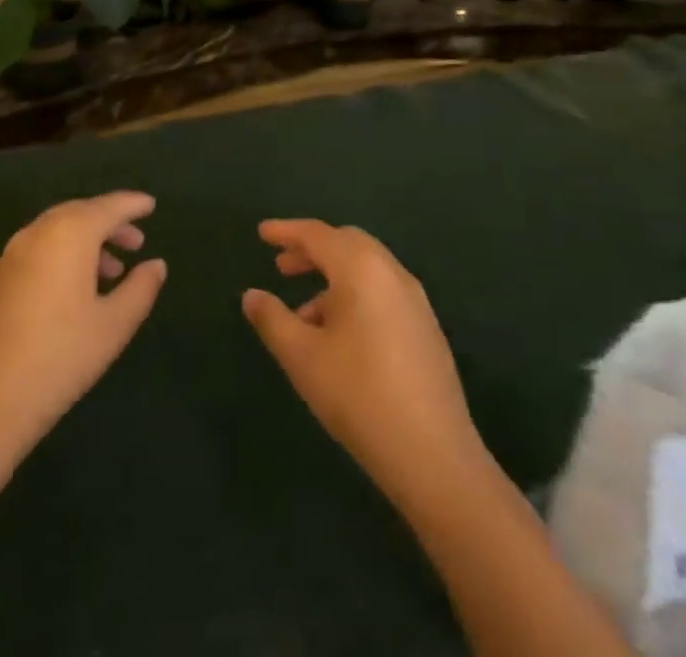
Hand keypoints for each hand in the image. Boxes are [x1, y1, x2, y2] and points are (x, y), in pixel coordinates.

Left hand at [0, 191, 166, 460]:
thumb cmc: (59, 358)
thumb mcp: (113, 326)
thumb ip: (140, 289)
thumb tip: (156, 264)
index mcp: (69, 234)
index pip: (108, 207)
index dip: (132, 204)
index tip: (151, 204)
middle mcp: (37, 233)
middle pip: (79, 214)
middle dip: (109, 223)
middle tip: (135, 242)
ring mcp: (9, 256)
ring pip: (55, 233)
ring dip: (85, 243)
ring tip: (110, 272)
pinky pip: (35, 252)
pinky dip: (59, 257)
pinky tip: (70, 292)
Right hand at [242, 219, 486, 501]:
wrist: (434, 455)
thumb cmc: (358, 395)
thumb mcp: (302, 357)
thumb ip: (273, 319)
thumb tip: (252, 295)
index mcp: (361, 268)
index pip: (317, 234)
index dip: (286, 231)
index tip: (262, 233)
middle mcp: (391, 272)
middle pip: (346, 243)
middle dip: (312, 250)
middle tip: (282, 267)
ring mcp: (415, 300)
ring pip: (366, 269)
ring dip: (332, 277)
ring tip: (303, 314)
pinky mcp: (426, 327)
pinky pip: (382, 292)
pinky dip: (354, 295)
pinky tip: (338, 337)